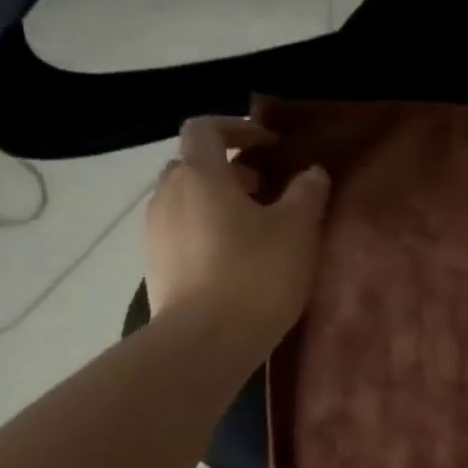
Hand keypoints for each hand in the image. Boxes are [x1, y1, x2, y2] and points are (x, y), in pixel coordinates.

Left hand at [145, 114, 329, 357]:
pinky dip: (208, 230)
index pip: (206, 128)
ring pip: (187, 200)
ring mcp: (156, 232)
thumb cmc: (256, 273)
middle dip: (230, 169)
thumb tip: (312, 172)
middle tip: (267, 188)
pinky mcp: (156, 265)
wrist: (206, 341)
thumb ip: (307, 193)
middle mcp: (168, 194)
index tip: (270, 143)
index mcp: (200, 175)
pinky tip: (237, 259)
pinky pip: (182, 231)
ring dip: (219, 202)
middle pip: (194, 165)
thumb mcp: (298, 229)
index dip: (238, 127)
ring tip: (257, 227)